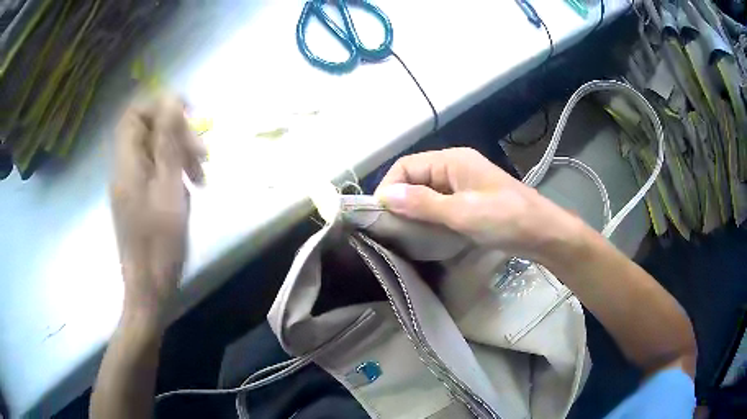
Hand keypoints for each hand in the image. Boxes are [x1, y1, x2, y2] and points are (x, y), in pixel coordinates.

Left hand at [109, 94, 205, 322]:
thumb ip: (169, 143)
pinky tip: (188, 190)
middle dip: (178, 134)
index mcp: (127, 163)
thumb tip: (171, 100)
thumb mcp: (169, 189)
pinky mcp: (138, 196)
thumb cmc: (159, 244)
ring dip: (180, 154)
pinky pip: (156, 170)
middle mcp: (125, 168)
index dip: (160, 105)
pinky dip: (174, 172)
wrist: (149, 289)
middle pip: (148, 130)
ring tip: (200, 178)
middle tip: (203, 156)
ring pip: (155, 150)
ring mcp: (131, 183)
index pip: (135, 114)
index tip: (189, 114)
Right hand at [375, 148, 583, 261]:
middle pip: (414, 178)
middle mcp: (454, 167)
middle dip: (399, 201)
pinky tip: (423, 234)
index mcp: (452, 160)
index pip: (406, 166)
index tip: (379, 217)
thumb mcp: (463, 212)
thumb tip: (384, 195)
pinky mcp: (469, 202)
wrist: (543, 234)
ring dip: (413, 211)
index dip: (389, 187)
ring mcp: (463, 185)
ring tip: (402, 234)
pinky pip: (439, 205)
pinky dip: (428, 217)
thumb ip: (423, 203)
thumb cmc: (506, 219)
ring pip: (426, 193)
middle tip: (389, 230)